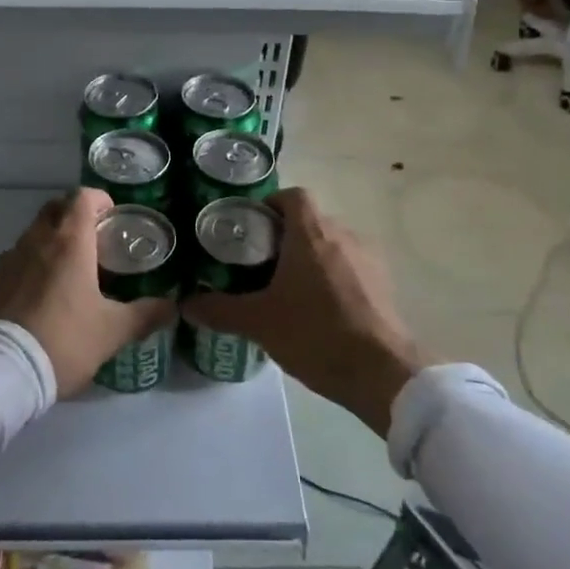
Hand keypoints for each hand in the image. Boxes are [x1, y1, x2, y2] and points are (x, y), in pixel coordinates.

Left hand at [0, 188, 175, 397]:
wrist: (2, 371)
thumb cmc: (64, 340)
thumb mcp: (112, 331)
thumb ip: (145, 315)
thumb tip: (172, 306)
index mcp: (69, 241)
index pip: (82, 197)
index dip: (100, 200)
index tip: (113, 218)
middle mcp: (37, 239)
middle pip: (56, 208)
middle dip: (76, 214)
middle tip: (95, 240)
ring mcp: (11, 258)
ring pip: (35, 232)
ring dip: (54, 238)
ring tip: (72, 269)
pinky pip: (19, 256)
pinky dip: (34, 261)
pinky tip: (45, 291)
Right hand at [184, 187, 422, 435]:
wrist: (383, 373)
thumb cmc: (316, 334)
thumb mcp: (259, 323)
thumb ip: (219, 310)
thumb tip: (186, 303)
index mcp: (312, 233)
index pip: (292, 195)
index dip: (270, 204)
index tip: (251, 229)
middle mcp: (343, 234)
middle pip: (309, 221)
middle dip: (284, 237)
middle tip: (259, 265)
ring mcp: (368, 258)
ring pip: (331, 244)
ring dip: (310, 258)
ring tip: (288, 290)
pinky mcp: (383, 283)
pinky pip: (351, 266)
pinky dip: (333, 277)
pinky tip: (320, 310)